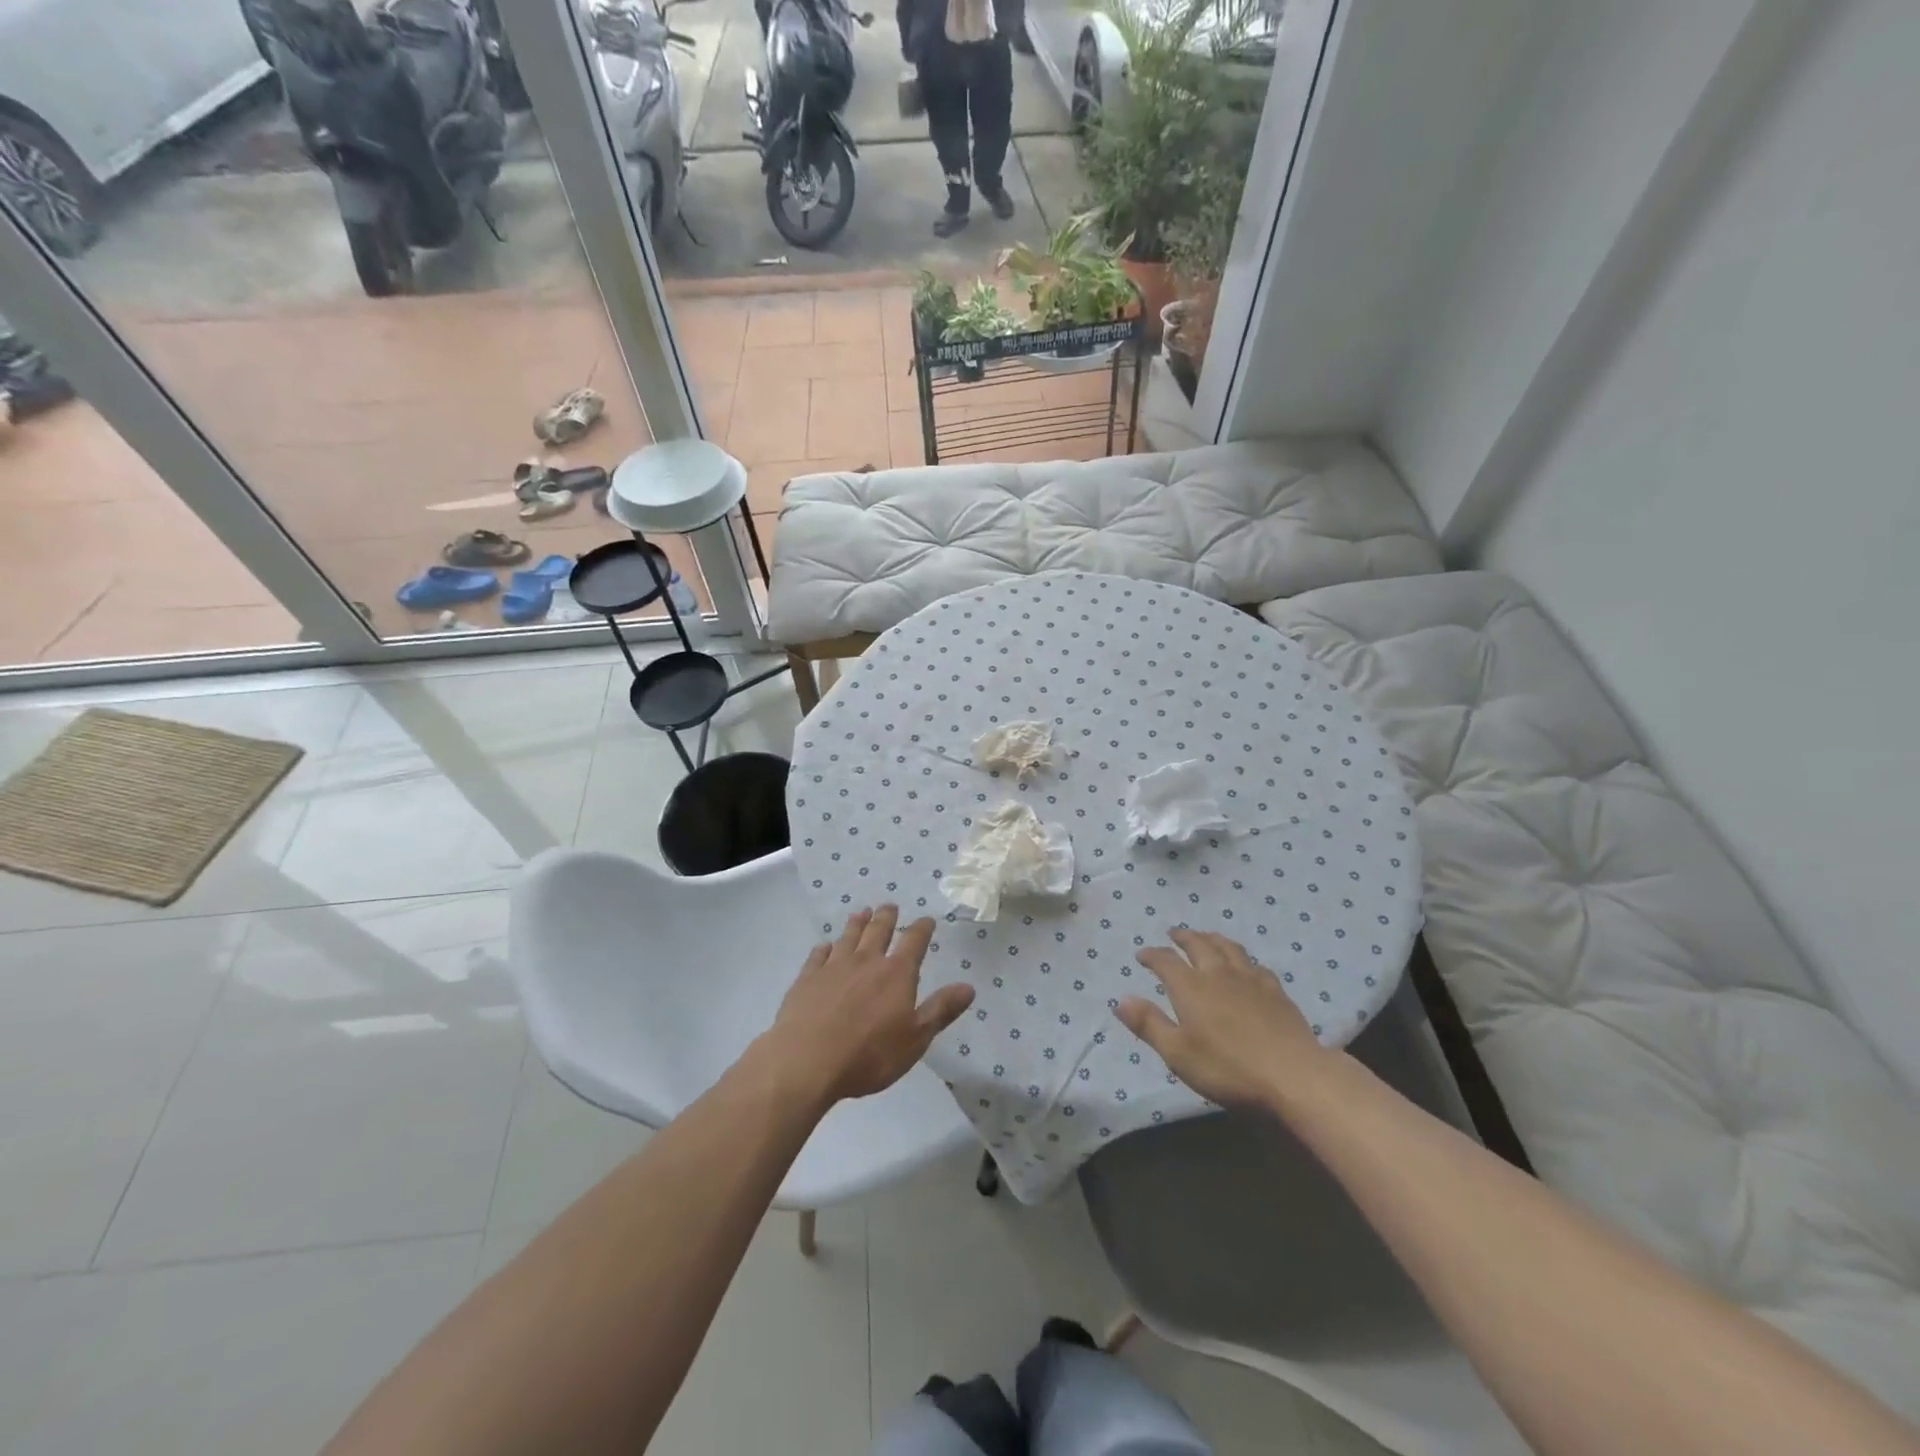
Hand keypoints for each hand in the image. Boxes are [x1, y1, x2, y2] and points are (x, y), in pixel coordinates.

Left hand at [766, 906, 974, 1106]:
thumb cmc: (869, 1055)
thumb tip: (969, 987)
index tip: (927, 919)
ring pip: (848, 937)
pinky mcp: (807, 978)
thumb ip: (941, 1010)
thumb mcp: (915, 1039)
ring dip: (857, 923)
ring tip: (861, 912)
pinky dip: (824, 948)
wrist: (806, 1061)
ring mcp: (834, 967)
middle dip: (886, 917)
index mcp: (896, 974)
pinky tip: (825, 946)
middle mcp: (866, 961)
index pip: (914, 942)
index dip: (922, 929)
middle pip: (878, 931)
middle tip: (890, 906)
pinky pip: (818, 955)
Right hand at [1116, 928, 1336, 1109]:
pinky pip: (1256, 966)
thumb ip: (1149, 1024)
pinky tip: (1247, 967)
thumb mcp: (1178, 1053)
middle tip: (1174, 933)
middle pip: (1199, 945)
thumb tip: (1121, 999)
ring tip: (1207, 937)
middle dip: (1183, 937)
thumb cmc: (1228, 1068)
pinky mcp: (1277, 992)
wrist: (1293, 1075)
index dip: (1152, 955)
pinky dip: (1244, 960)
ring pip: (1229, 948)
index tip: (1141, 954)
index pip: (1166, 961)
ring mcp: (1251, 980)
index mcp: (1191, 987)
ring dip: (1213, 938)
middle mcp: (1218, 974)